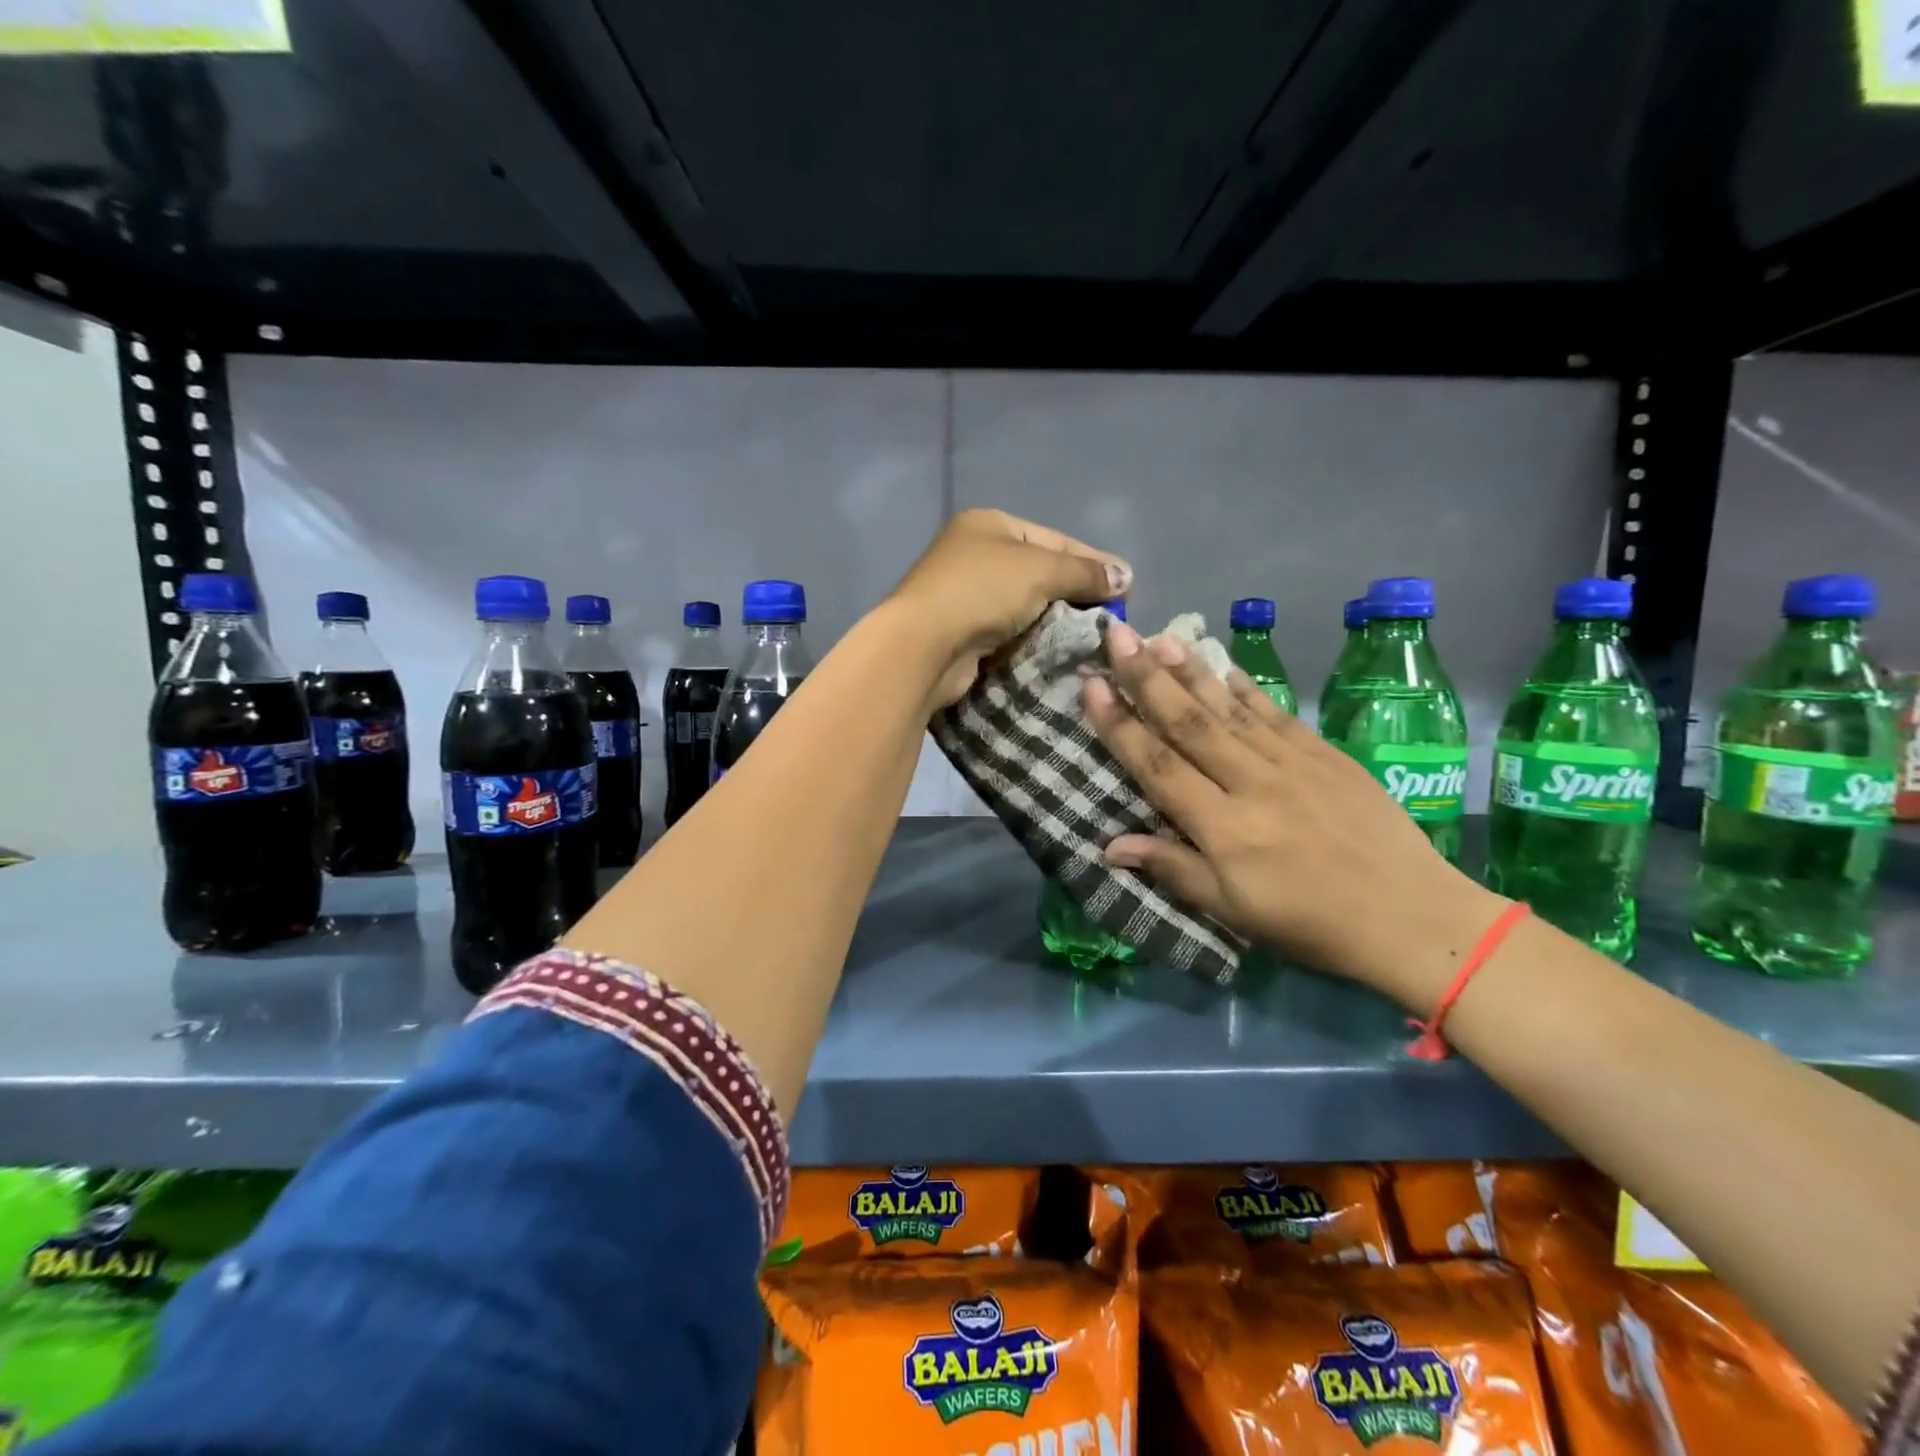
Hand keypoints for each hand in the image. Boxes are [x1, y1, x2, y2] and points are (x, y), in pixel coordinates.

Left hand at [888, 508, 1130, 707]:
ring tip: (1090, 640)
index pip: (1055, 538)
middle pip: (1040, 572)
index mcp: (990, 525)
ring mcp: (965, 595)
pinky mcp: (963, 633)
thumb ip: (1085, 572)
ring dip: (1055, 622)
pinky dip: (1033, 641)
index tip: (1126, 586)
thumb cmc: (982, 592)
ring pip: (1026, 606)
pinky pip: (1010, 633)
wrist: (924, 646)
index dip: (1092, 561)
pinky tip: (1058, 653)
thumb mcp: (1041, 570)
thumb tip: (1126, 575)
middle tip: (1110, 619)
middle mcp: (975, 554)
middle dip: (1075, 595)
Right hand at [1082, 621, 1509, 1012]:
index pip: (1159, 766)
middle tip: (1117, 636)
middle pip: (1190, 723)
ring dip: (1191, 671)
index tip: (1091, 686)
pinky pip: (1276, 714)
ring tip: (1160, 637)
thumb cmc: (1309, 924)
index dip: (1120, 725)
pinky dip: (1247, 689)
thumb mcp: (1233, 910)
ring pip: (1230, 709)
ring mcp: (1293, 763)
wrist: (1411, 917)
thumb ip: (1173, 869)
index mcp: (1224, 827)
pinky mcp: (1326, 755)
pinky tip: (1225, 666)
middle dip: (1147, 678)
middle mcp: (1253, 783)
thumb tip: (1111, 845)